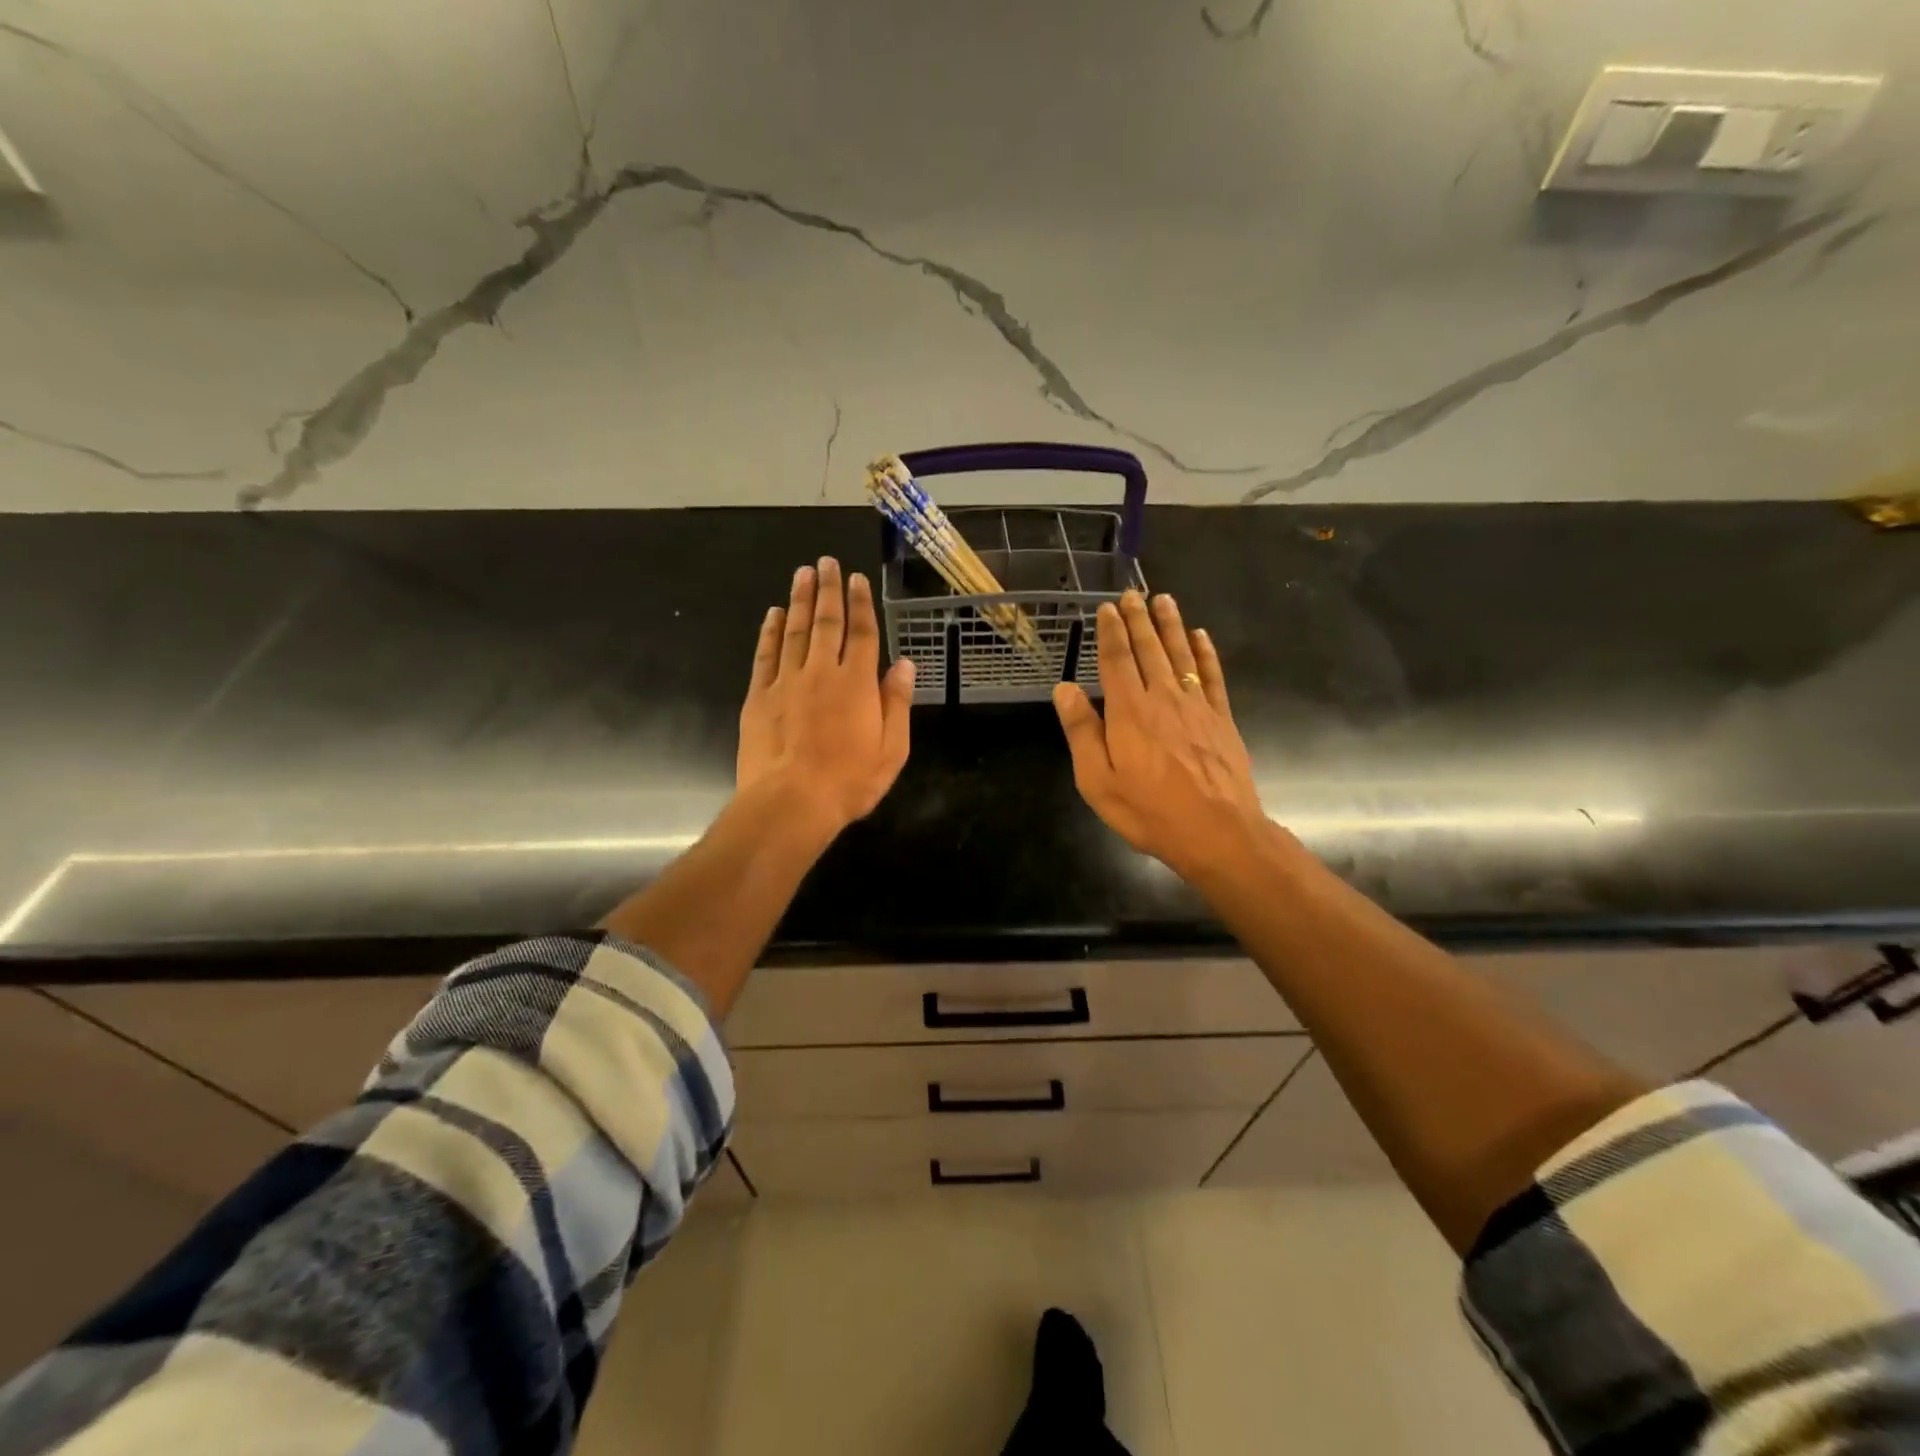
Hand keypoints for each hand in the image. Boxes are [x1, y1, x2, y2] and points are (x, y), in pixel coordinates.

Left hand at [738, 557, 914, 832]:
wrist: (790, 803)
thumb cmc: (848, 782)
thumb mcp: (891, 750)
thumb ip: (897, 704)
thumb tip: (905, 664)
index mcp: (858, 684)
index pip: (862, 634)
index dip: (861, 605)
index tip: (857, 579)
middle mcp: (822, 673)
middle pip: (827, 623)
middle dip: (828, 590)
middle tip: (826, 562)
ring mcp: (787, 682)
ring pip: (795, 631)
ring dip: (800, 600)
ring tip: (803, 573)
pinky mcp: (760, 696)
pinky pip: (766, 655)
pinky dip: (770, 632)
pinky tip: (773, 614)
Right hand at [1053, 591, 1266, 876]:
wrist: (1217, 831)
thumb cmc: (1149, 811)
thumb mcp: (1097, 780)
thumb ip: (1082, 732)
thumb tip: (1064, 689)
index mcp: (1128, 712)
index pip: (1116, 660)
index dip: (1110, 632)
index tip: (1107, 608)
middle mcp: (1162, 698)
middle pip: (1148, 649)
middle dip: (1139, 619)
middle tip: (1134, 593)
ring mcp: (1196, 706)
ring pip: (1181, 655)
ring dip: (1171, 625)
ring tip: (1164, 599)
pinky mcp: (1221, 719)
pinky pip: (1213, 676)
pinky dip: (1206, 653)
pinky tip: (1201, 636)